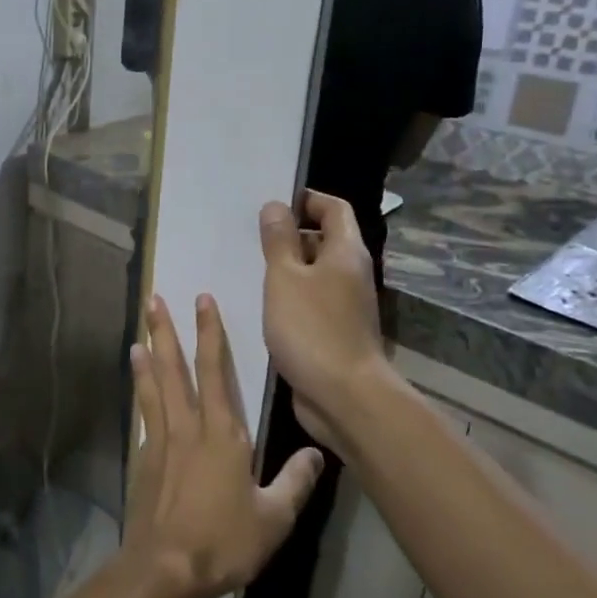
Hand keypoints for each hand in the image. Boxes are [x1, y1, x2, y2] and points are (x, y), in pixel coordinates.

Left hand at [123, 294, 324, 597]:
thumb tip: (319, 452)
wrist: (166, 569)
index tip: (201, 300)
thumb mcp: (274, 517)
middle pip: (174, 368)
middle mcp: (187, 426)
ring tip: (138, 333)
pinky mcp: (143, 461)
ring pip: (153, 387)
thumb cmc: (224, 541)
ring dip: (147, 357)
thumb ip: (296, 481)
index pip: (214, 369)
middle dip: (165, 331)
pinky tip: (137, 390)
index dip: (209, 332)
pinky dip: (139, 395)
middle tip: (152, 299)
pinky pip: (143, 416)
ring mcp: (160, 442)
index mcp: (222, 432)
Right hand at [259, 191, 391, 436]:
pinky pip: (308, 302)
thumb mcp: (285, 278)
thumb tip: (276, 206)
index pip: (334, 209)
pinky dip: (287, 298)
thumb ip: (278, 241)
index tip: (272, 203)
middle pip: (323, 240)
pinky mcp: (333, 332)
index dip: (306, 200)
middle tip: (250, 236)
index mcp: (345, 252)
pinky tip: (259, 305)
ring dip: (285, 269)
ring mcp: (344, 305)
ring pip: (313, 274)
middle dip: (289, 235)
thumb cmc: (312, 329)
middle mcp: (350, 274)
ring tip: (246, 267)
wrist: (344, 397)